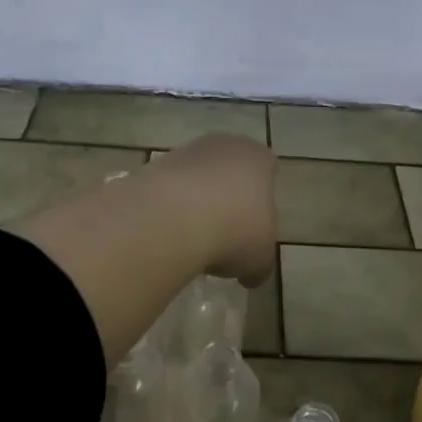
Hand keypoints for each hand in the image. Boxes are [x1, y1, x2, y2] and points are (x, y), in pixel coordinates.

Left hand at [152, 134, 276, 284]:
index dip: (262, 196)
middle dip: (228, 197)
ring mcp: (186, 152)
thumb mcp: (260, 259)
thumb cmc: (235, 230)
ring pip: (197, 177)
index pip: (267, 168)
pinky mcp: (154, 165)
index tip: (255, 223)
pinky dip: (171, 208)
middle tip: (226, 233)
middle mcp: (224, 146)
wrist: (174, 218)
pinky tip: (170, 234)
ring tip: (194, 239)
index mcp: (258, 158)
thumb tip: (253, 276)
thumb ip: (260, 264)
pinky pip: (169, 189)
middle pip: (230, 170)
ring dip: (197, 202)